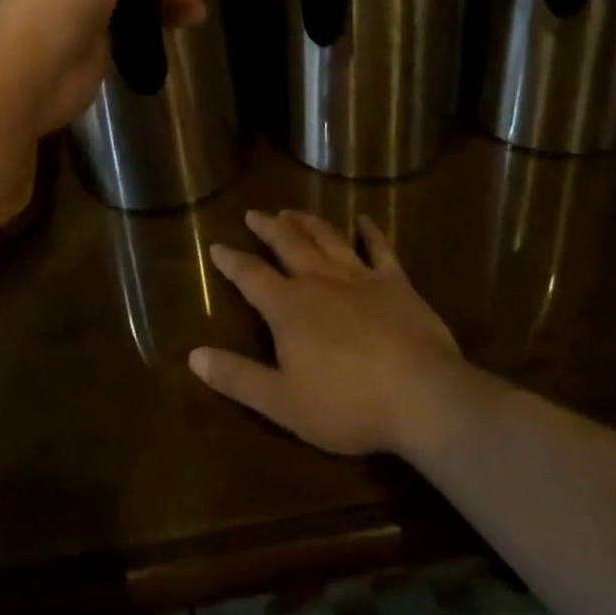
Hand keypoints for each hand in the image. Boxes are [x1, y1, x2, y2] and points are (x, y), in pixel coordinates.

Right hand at [190, 211, 465, 456]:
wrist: (421, 395)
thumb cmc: (347, 404)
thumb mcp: (282, 402)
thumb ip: (237, 377)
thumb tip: (194, 355)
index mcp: (288, 307)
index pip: (251, 275)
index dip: (231, 261)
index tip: (216, 246)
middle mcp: (319, 280)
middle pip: (288, 243)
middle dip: (268, 227)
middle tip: (254, 213)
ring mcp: (359, 277)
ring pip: (327, 238)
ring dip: (307, 222)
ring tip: (292, 210)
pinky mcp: (396, 282)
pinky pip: (379, 248)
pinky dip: (369, 231)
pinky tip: (363, 219)